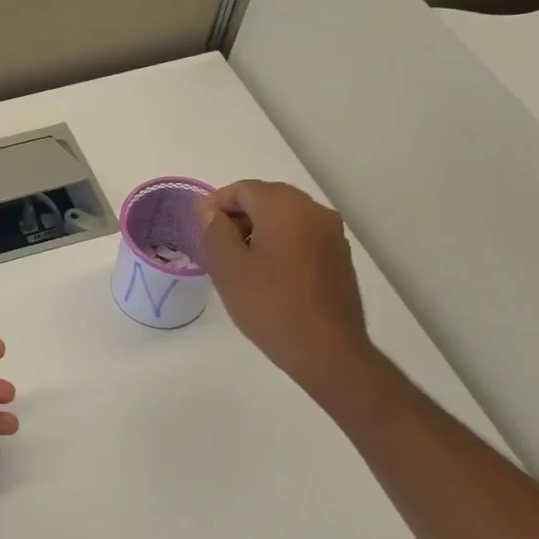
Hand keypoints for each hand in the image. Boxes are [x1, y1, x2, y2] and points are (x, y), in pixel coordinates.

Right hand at [198, 182, 371, 398]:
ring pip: (286, 218)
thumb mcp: (228, 266)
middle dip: (238, 216)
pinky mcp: (339, 257)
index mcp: (286, 207)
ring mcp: (332, 234)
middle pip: (267, 199)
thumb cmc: (269, 304)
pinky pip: (301, 237)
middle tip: (215, 246)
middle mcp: (314, 211)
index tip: (199, 230)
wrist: (325, 350)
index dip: (215, 204)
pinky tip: (267, 275)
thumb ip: (214, 229)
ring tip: (238, 263)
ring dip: (258, 230)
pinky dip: (280, 244)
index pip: (243, 189)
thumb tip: (208, 208)